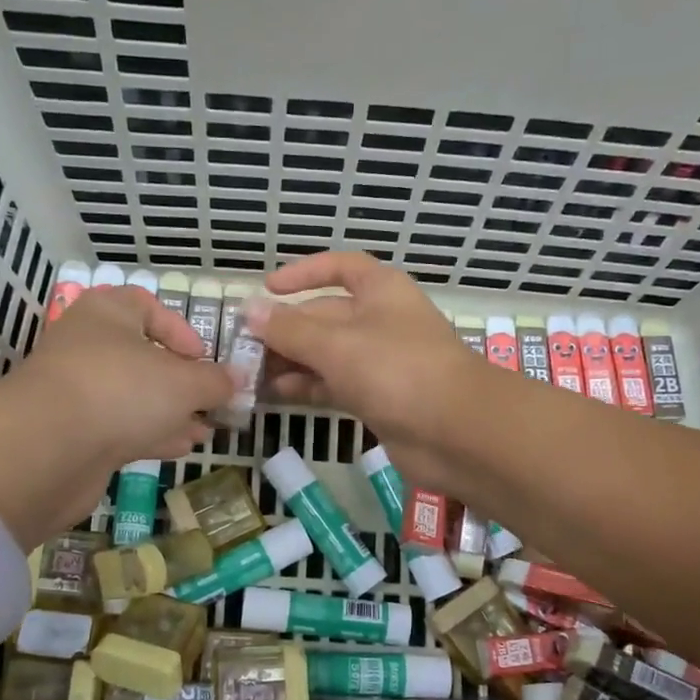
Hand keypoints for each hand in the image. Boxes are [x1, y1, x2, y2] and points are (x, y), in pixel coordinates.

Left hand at [0, 287, 232, 547]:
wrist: (48, 448)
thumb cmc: (122, 391)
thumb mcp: (184, 382)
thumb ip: (215, 380)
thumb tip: (238, 379)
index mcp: (107, 314)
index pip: (145, 305)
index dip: (179, 329)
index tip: (204, 357)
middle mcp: (88, 346)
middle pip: (142, 356)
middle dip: (181, 381)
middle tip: (211, 401)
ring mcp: (77, 391)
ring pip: (133, 396)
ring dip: (170, 412)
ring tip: (205, 429)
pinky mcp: (73, 433)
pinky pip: (120, 426)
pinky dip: (151, 434)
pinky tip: (180, 448)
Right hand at [250, 252, 483, 487]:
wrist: (455, 432)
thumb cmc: (397, 370)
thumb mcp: (336, 344)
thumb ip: (290, 329)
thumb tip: (250, 310)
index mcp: (380, 290)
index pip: (340, 267)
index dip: (304, 273)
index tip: (268, 288)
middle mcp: (381, 321)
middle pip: (326, 315)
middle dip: (287, 328)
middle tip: (243, 346)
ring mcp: (382, 363)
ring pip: (328, 354)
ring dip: (292, 361)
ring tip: (250, 373)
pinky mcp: (380, 400)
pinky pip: (335, 386)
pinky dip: (308, 387)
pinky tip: (276, 395)